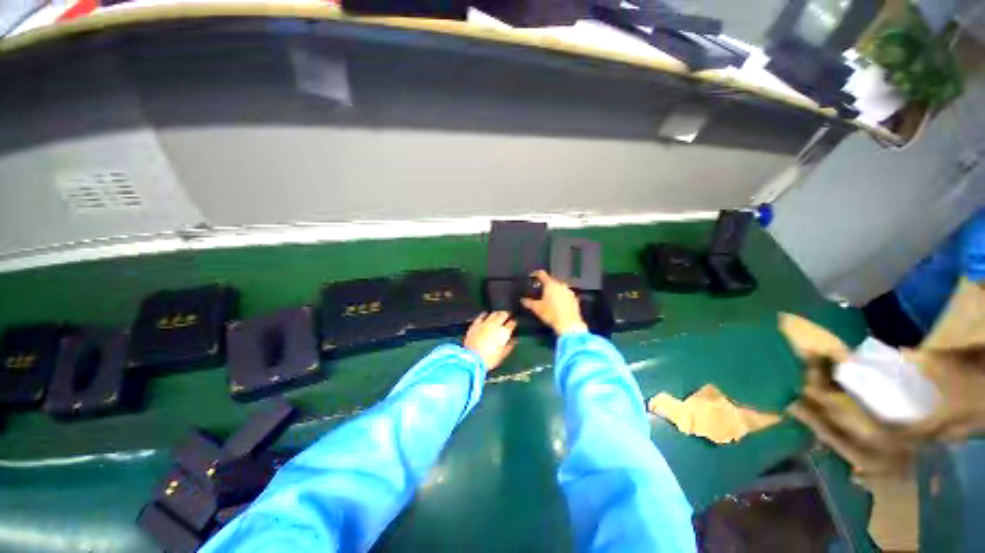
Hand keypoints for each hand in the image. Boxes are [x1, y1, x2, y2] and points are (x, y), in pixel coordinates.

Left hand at [463, 311, 517, 370]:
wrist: (472, 359)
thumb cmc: (489, 359)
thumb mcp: (502, 355)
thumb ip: (509, 346)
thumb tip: (515, 340)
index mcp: (504, 332)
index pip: (512, 323)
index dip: (514, 322)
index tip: (514, 323)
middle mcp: (495, 325)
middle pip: (503, 314)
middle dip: (507, 314)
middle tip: (508, 315)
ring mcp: (485, 323)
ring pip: (493, 313)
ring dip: (497, 313)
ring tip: (498, 314)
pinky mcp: (475, 324)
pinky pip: (481, 316)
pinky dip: (485, 314)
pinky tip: (486, 314)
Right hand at [520, 270, 587, 335]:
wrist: (569, 324)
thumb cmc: (551, 313)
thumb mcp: (537, 308)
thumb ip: (528, 303)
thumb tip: (522, 300)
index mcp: (550, 284)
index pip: (542, 274)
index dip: (535, 274)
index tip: (532, 276)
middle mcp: (560, 285)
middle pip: (551, 281)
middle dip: (545, 285)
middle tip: (539, 291)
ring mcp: (569, 291)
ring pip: (559, 287)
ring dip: (554, 291)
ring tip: (549, 298)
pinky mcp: (575, 298)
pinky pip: (566, 294)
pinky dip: (561, 297)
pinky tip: (558, 304)